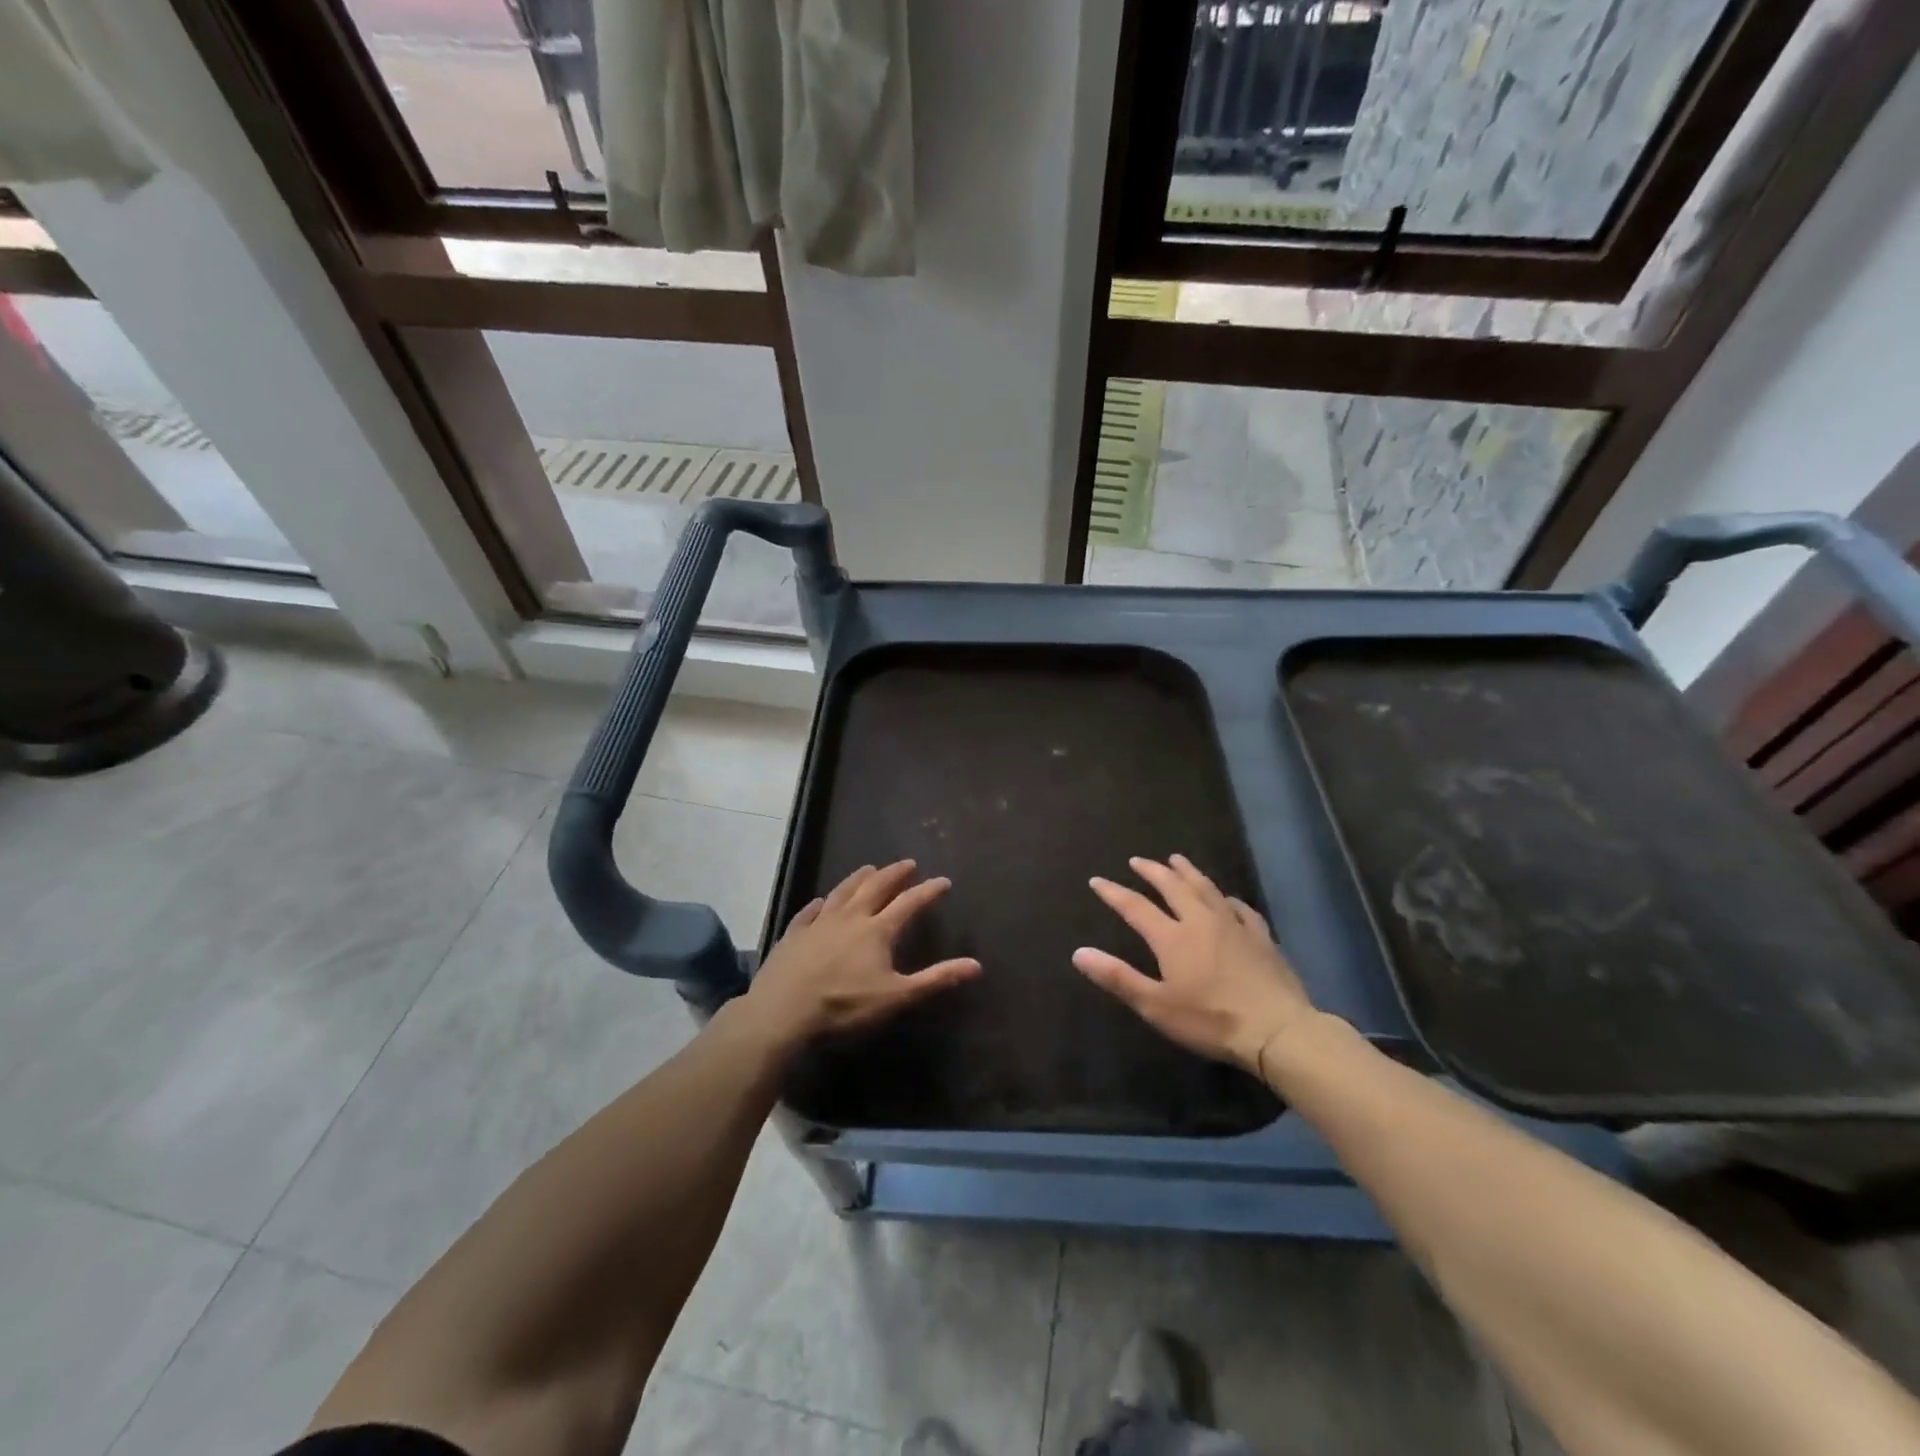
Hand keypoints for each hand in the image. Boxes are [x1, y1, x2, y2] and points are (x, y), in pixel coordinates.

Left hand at [744, 860, 980, 1044]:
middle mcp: (850, 918)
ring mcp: (818, 923)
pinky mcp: (793, 935)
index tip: (943, 881)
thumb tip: (976, 965)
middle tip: (907, 863)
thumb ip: (936, 979)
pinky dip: (819, 903)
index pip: (909, 903)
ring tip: (870, 868)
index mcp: (877, 931)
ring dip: (859, 878)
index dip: (928, 891)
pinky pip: (809, 911)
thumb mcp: (896, 998)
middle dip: (894, 874)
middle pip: (875, 888)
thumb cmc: (843, 1007)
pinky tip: (821, 901)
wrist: (781, 1013)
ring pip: (842, 892)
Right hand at [1073, 855, 1316, 1076]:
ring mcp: (1234, 926)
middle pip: (1173, 886)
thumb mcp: (1156, 1005)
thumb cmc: (1210, 1020)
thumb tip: (1079, 952)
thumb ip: (1118, 977)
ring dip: (1188, 872)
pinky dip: (1227, 899)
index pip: (1135, 906)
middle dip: (1153, 872)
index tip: (1097, 881)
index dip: (1114, 892)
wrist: (1277, 1030)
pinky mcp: (1261, 937)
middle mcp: (1201, 921)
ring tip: (1177, 860)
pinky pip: (1241, 908)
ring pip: (1207, 888)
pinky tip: (1227, 899)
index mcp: (1172, 937)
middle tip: (1138, 861)